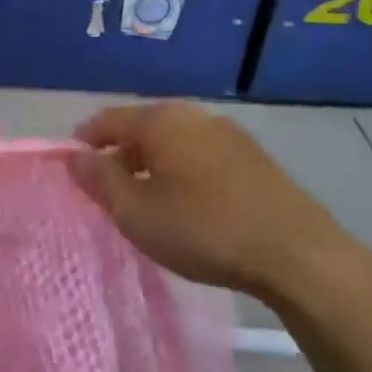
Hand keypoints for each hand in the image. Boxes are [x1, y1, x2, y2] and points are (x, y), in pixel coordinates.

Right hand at [72, 103, 357, 300]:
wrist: (299, 255)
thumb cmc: (204, 229)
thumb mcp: (136, 212)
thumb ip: (99, 180)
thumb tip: (75, 156)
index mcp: (160, 120)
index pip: (108, 120)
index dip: (85, 140)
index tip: (73, 165)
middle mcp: (193, 115)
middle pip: (142, 127)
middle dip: (120, 153)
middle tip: (108, 187)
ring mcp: (228, 134)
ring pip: (174, 142)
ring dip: (153, 163)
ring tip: (147, 198)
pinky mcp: (254, 159)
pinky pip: (202, 155)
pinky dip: (183, 171)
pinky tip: (188, 203)